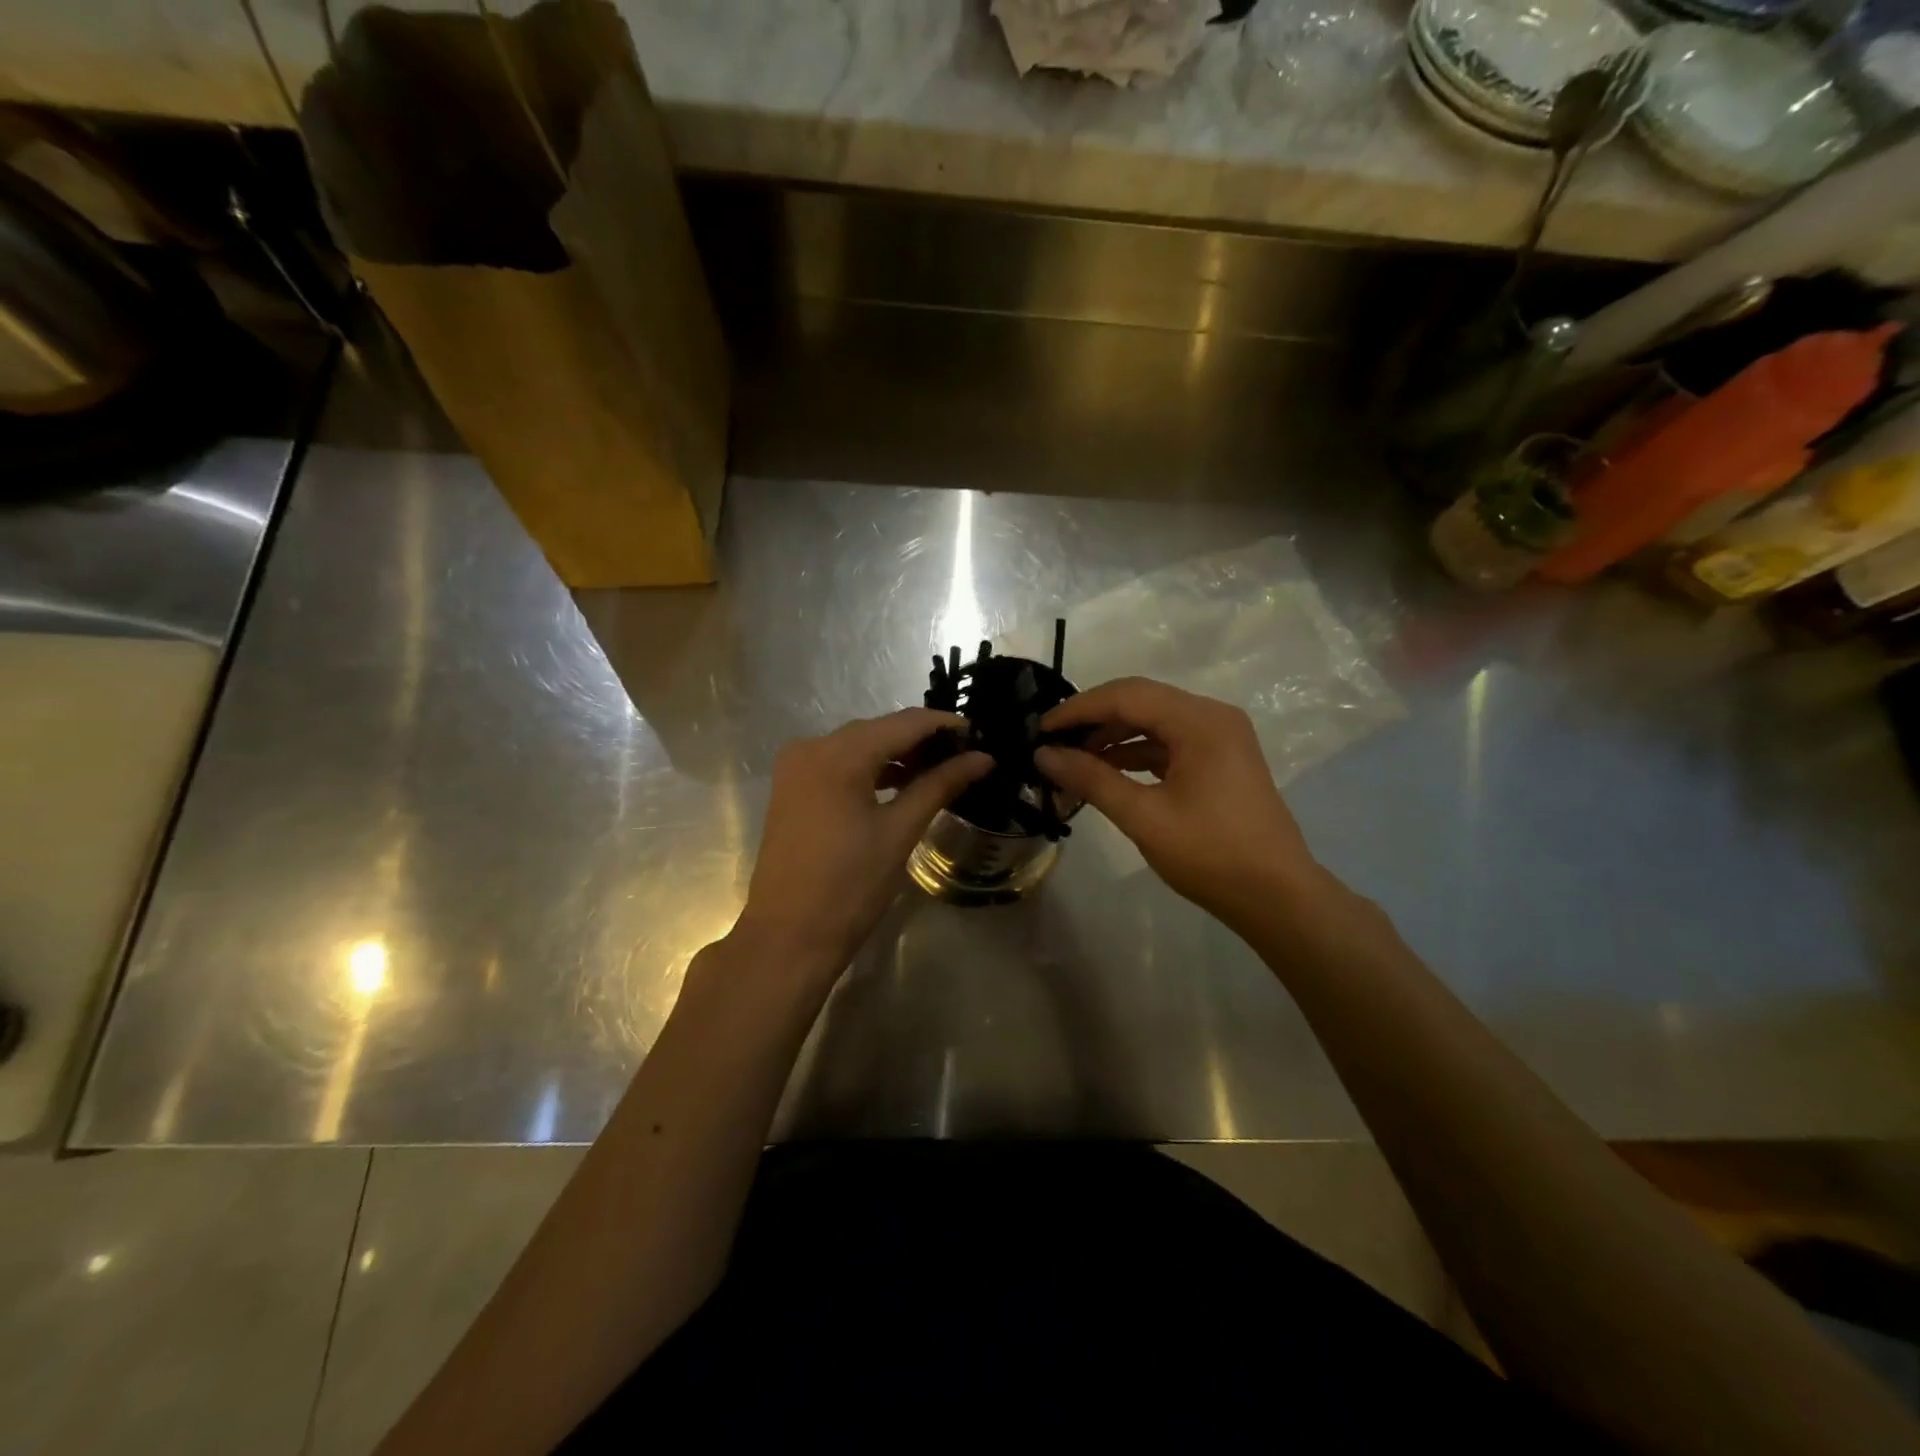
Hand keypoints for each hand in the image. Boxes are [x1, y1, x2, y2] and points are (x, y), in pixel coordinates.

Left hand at [733, 709, 990, 982]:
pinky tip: (901, 784)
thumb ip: (940, 785)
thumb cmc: (849, 887)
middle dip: (922, 740)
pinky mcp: (792, 788)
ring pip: (858, 746)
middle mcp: (812, 747)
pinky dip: (871, 770)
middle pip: (878, 730)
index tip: (980, 735)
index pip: (903, 723)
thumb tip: (982, 758)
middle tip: (965, 755)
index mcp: (838, 754)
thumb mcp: (899, 832)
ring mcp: (796, 767)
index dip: (944, 724)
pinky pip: (839, 764)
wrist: (788, 938)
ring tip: (941, 771)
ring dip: (897, 755)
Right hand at [1035, 677, 1328, 929]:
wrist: (1276, 896)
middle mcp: (1212, 716)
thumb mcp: (1144, 816)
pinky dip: (1136, 752)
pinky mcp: (1220, 759)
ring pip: (1154, 721)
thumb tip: (1044, 754)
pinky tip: (1106, 770)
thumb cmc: (1210, 854)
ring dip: (1113, 736)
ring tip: (1073, 759)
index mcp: (1200, 721)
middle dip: (1093, 718)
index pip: (1126, 696)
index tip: (1040, 729)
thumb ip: (1091, 779)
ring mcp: (1220, 737)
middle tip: (1053, 741)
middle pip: (1141, 700)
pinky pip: (1169, 741)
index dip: (1078, 708)